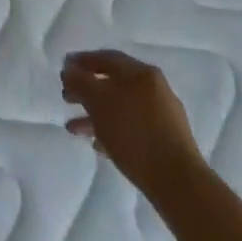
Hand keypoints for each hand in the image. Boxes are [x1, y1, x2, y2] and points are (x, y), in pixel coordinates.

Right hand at [61, 48, 203, 197]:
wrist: (178, 182)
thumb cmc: (134, 134)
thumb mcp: (98, 102)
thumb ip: (79, 82)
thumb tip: (68, 69)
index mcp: (141, 72)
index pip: (106, 58)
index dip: (81, 61)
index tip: (63, 70)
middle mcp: (154, 88)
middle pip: (113, 83)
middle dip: (87, 90)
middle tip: (66, 98)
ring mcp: (163, 114)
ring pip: (121, 107)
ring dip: (96, 114)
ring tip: (74, 128)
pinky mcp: (166, 140)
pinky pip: (132, 127)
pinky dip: (113, 130)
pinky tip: (98, 145)